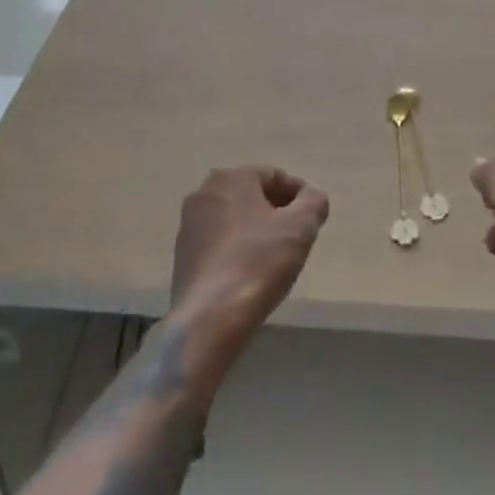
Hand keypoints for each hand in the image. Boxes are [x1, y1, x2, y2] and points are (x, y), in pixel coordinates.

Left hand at [169, 166, 329, 356]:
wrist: (210, 319)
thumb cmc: (258, 263)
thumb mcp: (300, 228)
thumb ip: (313, 202)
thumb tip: (312, 195)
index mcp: (232, 177)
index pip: (274, 176)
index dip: (298, 195)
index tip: (312, 218)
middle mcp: (205, 192)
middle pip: (251, 195)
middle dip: (275, 211)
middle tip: (296, 236)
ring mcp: (189, 224)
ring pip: (233, 218)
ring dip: (255, 230)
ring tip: (274, 257)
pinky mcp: (181, 255)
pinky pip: (218, 242)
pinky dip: (235, 249)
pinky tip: (249, 273)